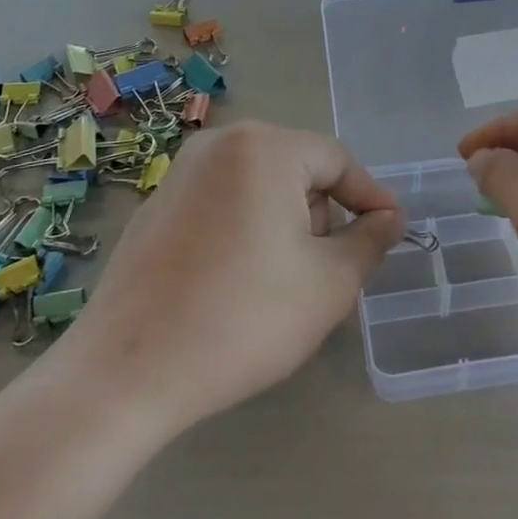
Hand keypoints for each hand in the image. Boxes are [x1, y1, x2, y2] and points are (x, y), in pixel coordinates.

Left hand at [63, 121, 402, 432]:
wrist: (127, 373)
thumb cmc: (243, 318)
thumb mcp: (328, 283)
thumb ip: (370, 240)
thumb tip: (390, 218)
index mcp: (264, 148)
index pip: (337, 160)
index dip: (370, 197)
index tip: (390, 234)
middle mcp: (219, 145)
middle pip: (296, 170)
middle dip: (321, 216)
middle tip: (329, 273)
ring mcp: (180, 173)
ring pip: (259, 188)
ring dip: (284, 225)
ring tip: (281, 286)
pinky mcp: (155, 207)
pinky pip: (221, 204)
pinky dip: (244, 231)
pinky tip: (236, 285)